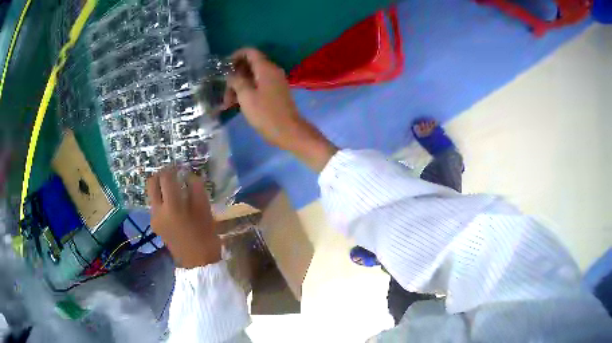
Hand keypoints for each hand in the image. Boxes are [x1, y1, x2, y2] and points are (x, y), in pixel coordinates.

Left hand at [146, 167, 220, 268]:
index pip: (166, 178)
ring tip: (175, 189)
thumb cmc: (205, 236)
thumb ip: (195, 189)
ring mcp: (154, 218)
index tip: (181, 167)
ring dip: (161, 187)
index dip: (173, 168)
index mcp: (172, 207)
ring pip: (152, 194)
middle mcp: (157, 210)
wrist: (197, 262)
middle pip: (151, 183)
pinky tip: (174, 203)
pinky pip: (155, 204)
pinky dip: (162, 198)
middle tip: (173, 174)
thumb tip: (188, 175)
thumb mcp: (205, 210)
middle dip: (161, 175)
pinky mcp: (154, 224)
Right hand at [223, 48, 337, 171]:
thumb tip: (231, 74)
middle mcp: (272, 71)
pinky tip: (236, 105)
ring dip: (239, 86)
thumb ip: (236, 81)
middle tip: (223, 90)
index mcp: (266, 68)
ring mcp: (275, 82)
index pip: (250, 52)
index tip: (224, 67)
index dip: (236, 56)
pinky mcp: (275, 93)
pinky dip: (247, 92)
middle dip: (235, 75)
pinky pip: (258, 86)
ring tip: (227, 103)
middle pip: (250, 65)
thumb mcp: (246, 96)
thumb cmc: (266, 113)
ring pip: (252, 78)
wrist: (289, 131)